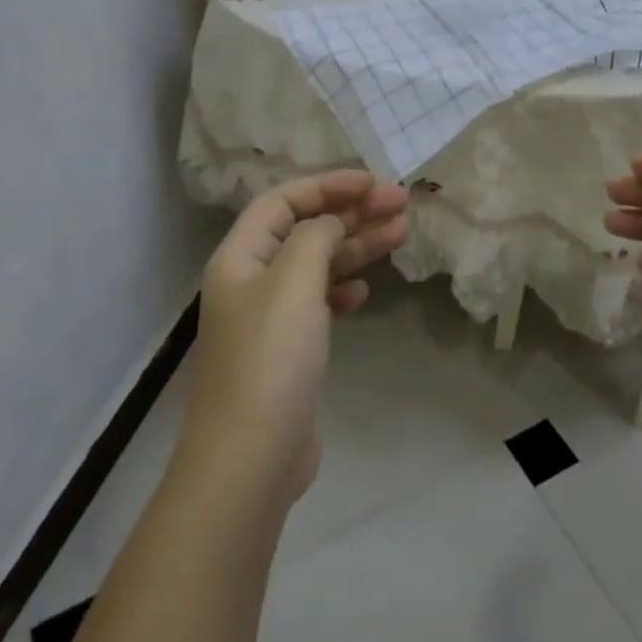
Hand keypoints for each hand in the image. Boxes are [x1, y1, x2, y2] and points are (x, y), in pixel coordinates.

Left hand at [185, 171, 408, 503]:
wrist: (250, 458)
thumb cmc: (270, 358)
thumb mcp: (293, 283)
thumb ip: (316, 238)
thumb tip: (331, 223)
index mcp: (240, 257)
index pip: (283, 201)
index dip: (327, 186)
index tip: (373, 183)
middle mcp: (251, 280)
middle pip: (304, 230)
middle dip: (351, 213)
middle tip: (401, 204)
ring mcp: (269, 317)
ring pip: (317, 265)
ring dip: (355, 247)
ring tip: (401, 234)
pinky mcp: (288, 350)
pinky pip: (318, 303)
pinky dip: (342, 289)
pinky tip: (364, 290)